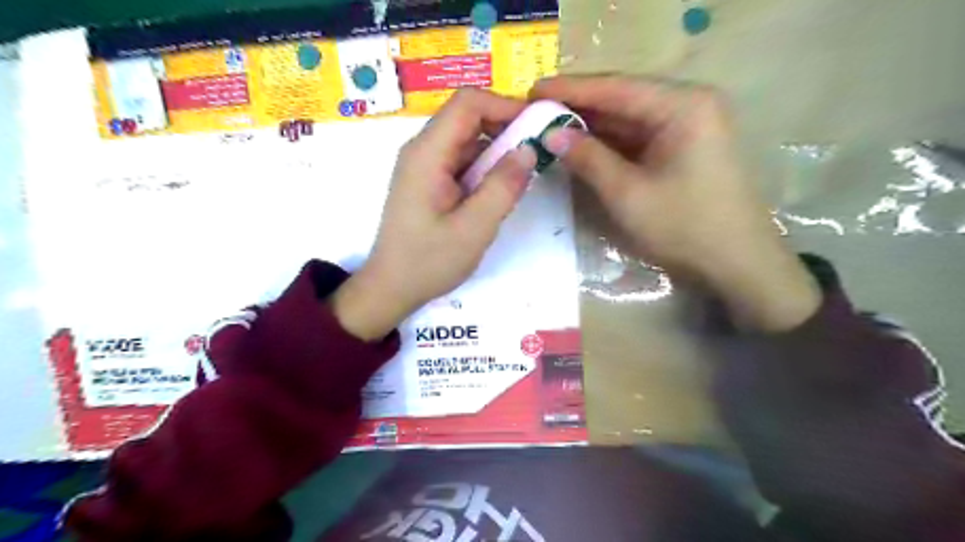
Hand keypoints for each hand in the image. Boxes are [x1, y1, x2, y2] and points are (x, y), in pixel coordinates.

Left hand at [332, 90, 535, 339]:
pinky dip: (484, 168)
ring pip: (466, 140)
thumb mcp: (474, 228)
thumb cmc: (429, 261)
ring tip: (521, 176)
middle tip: (535, 153)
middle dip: (505, 128)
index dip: (505, 105)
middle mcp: (422, 150)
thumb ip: (503, 187)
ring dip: (496, 151)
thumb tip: (528, 149)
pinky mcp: (428, 181)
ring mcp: (423, 165)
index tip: (537, 125)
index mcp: (428, 153)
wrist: (392, 287)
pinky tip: (497, 192)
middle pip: (467, 117)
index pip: (468, 103)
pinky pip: (461, 161)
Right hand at [531, 74, 816, 328]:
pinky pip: (639, 136)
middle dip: (578, 105)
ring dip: (591, 124)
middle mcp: (689, 104)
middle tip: (534, 109)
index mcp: (683, 105)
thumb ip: (588, 158)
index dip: (570, 89)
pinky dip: (609, 141)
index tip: (532, 91)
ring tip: (548, 124)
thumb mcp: (627, 193)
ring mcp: (689, 125)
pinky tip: (580, 142)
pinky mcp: (685, 147)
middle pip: (623, 98)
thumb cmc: (684, 227)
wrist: (737, 264)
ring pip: (629, 118)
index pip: (616, 88)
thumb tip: (551, 135)